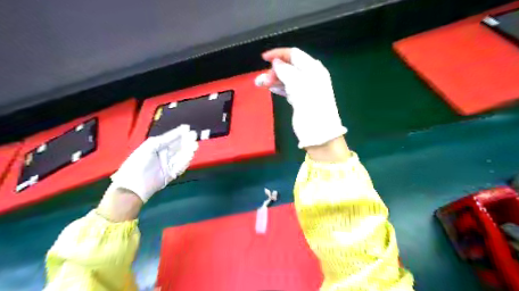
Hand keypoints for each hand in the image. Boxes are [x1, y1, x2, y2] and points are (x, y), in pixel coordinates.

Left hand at [110, 124, 198, 201]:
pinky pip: (180, 166)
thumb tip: (181, 131)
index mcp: (157, 146)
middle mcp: (163, 154)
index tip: (188, 128)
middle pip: (177, 146)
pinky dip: (185, 161)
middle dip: (186, 141)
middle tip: (194, 136)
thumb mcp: (151, 146)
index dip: (179, 133)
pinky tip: (190, 155)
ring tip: (194, 145)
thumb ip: (166, 139)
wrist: (133, 185)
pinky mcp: (171, 174)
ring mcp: (168, 164)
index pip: (170, 138)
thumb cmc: (139, 162)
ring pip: (181, 156)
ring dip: (188, 150)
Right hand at [255, 48, 342, 148]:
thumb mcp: (298, 85)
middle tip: (263, 80)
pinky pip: (288, 89)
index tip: (263, 58)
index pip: (294, 54)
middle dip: (275, 70)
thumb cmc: (310, 106)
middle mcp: (310, 76)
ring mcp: (306, 89)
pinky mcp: (301, 99)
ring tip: (261, 84)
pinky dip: (279, 87)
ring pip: (287, 78)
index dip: (278, 54)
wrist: (319, 132)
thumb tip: (276, 62)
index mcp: (313, 69)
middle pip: (290, 67)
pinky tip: (271, 88)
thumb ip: (286, 71)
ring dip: (274, 79)